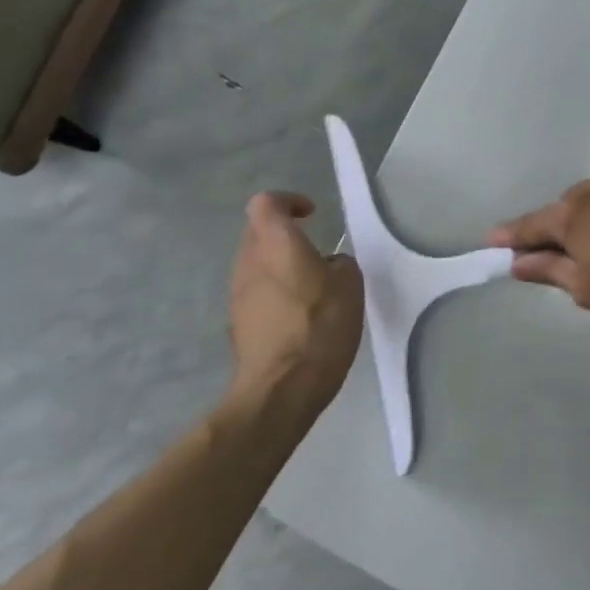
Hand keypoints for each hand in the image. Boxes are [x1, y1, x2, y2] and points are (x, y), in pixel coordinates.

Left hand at [227, 193, 364, 415]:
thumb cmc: (320, 326)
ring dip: (280, 266)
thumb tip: (328, 265)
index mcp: (275, 244)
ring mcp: (238, 293)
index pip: (266, 203)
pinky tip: (301, 317)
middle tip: (315, 252)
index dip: (288, 201)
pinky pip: (257, 293)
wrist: (282, 387)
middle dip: (284, 235)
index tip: (311, 214)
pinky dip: (276, 294)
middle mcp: (248, 262)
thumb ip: (340, 264)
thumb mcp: (351, 286)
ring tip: (313, 288)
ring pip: (256, 264)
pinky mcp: (238, 322)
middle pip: (258, 232)